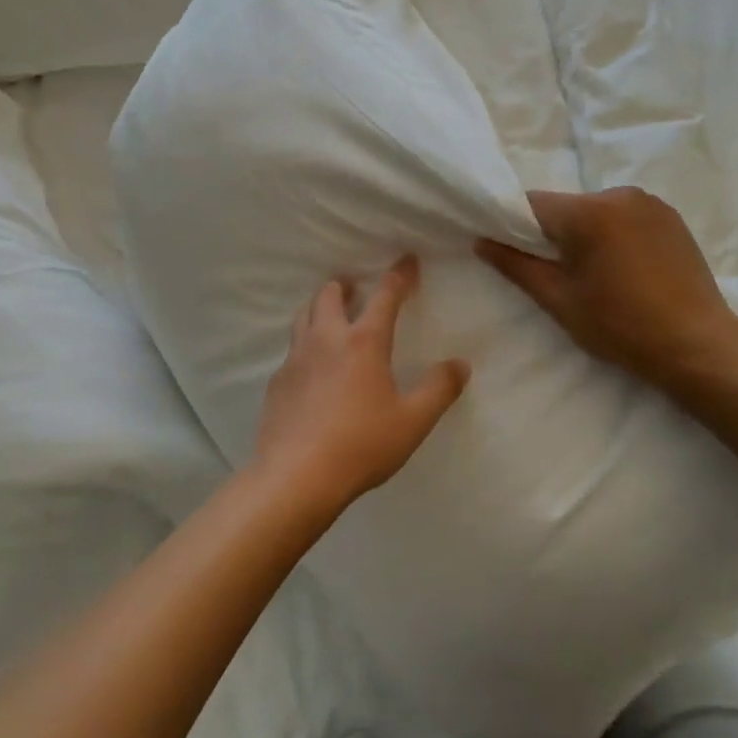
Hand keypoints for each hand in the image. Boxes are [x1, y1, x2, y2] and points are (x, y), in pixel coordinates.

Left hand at [252, 257, 469, 517]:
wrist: (296, 476)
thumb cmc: (361, 445)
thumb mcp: (412, 421)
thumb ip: (439, 389)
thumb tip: (460, 364)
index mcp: (363, 342)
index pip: (385, 296)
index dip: (399, 276)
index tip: (407, 261)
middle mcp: (326, 339)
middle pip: (330, 295)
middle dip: (345, 285)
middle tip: (355, 287)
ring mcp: (296, 359)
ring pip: (304, 316)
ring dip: (319, 307)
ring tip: (331, 315)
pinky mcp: (277, 382)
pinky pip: (292, 350)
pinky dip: (305, 344)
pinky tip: (312, 367)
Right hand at [477, 187, 737, 393]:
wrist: (697, 346)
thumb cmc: (620, 326)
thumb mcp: (559, 301)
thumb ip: (516, 266)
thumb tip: (481, 241)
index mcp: (588, 212)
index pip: (531, 204)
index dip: (514, 226)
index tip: (513, 253)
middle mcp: (619, 195)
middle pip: (566, 206)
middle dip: (554, 233)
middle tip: (558, 274)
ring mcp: (650, 203)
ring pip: (596, 211)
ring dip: (587, 234)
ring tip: (597, 275)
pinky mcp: (672, 217)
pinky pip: (625, 217)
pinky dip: (615, 235)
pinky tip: (625, 269)